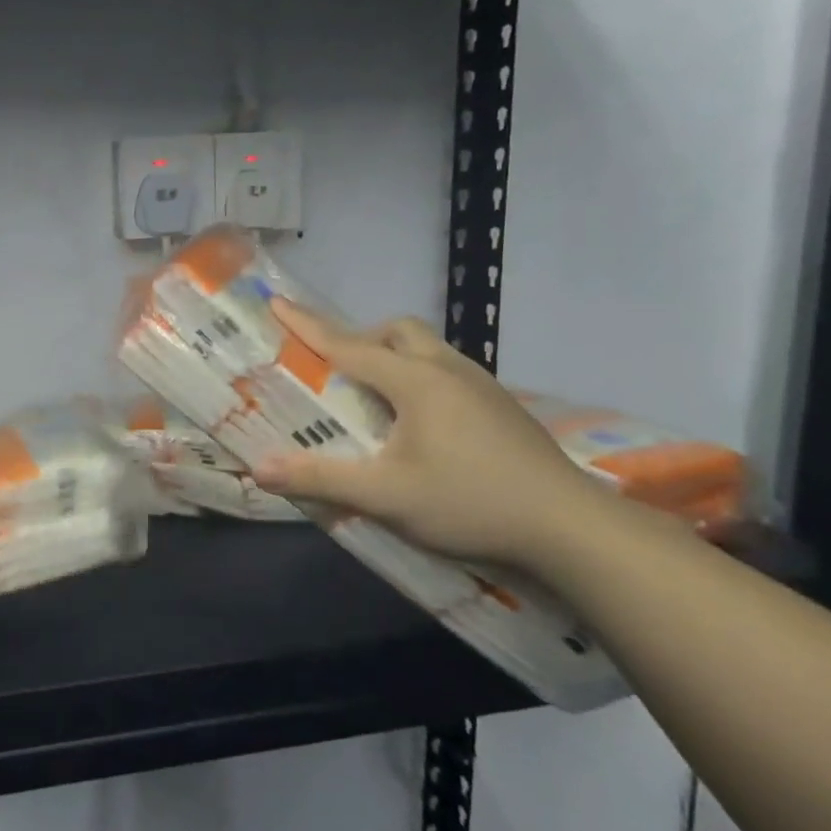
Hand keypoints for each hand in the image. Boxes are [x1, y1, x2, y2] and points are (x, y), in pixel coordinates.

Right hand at [250, 302, 622, 576]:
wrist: (571, 528)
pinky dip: (421, 379)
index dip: (307, 325)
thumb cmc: (471, 503)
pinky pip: (449, 372)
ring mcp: (483, 386)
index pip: (348, 345)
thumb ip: (321, 479)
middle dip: (362, 340)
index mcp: (416, 382)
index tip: (277, 302)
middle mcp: (448, 370)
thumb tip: (259, 469)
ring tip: (378, 402)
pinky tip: (423, 426)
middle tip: (341, 375)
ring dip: (395, 359)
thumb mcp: (386, 496)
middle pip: (398, 332)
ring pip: (429, 349)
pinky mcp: (502, 407)